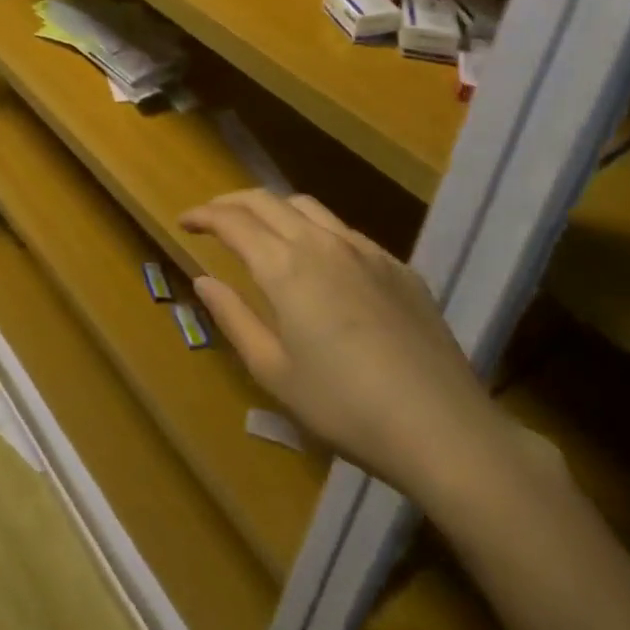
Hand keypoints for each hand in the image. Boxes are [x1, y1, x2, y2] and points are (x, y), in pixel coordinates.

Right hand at [182, 189, 511, 499]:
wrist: (444, 429)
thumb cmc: (345, 408)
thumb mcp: (274, 372)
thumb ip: (234, 318)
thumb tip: (204, 281)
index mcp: (284, 267)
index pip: (232, 221)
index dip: (203, 215)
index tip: (184, 221)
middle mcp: (321, 243)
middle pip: (267, 200)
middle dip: (232, 201)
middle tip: (213, 217)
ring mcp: (365, 250)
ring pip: (308, 206)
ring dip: (274, 208)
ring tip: (261, 229)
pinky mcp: (398, 266)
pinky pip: (345, 231)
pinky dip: (315, 229)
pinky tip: (320, 261)